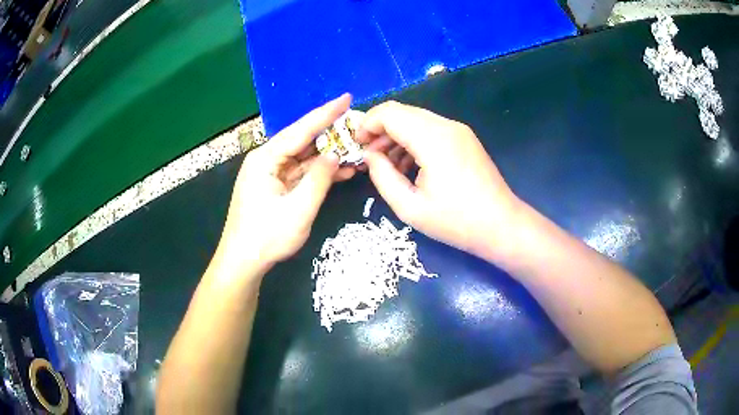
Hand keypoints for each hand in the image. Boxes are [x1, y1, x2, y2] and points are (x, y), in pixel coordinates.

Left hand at [216, 94, 355, 274]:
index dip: (326, 113)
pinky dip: (319, 172)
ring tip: (357, 149)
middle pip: (302, 141)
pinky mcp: (274, 186)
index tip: (347, 98)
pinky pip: (300, 172)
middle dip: (331, 134)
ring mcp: (270, 173)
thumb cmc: (266, 238)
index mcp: (266, 159)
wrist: (242, 262)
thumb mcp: (299, 210)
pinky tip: (342, 170)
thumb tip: (335, 155)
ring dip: (328, 155)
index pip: (301, 130)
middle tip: (358, 126)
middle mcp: (266, 160)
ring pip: (303, 157)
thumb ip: (319, 179)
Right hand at [357, 101, 520, 256]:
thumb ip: (382, 176)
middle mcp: (447, 126)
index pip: (390, 113)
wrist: (501, 225)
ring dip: (396, 135)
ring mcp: (459, 130)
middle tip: (369, 157)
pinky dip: (414, 140)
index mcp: (432, 139)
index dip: (367, 124)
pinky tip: (409, 165)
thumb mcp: (410, 207)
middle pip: (403, 112)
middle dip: (380, 130)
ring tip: (387, 165)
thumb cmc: (456, 221)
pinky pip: (431, 129)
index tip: (357, 145)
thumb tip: (369, 156)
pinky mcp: (465, 138)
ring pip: (416, 119)